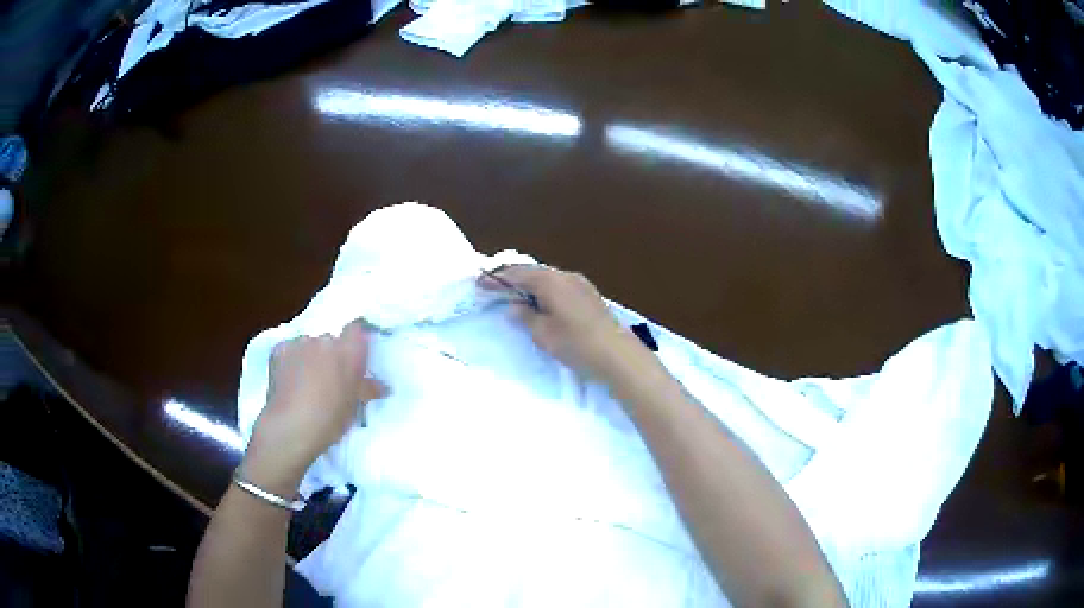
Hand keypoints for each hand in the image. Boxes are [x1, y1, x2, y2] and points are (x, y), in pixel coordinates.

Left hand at [243, 319, 386, 495]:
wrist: (291, 426)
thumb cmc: (330, 418)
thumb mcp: (354, 406)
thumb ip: (368, 389)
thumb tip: (384, 386)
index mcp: (348, 351)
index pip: (356, 329)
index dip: (354, 341)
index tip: (353, 360)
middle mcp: (325, 339)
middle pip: (330, 340)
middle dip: (329, 355)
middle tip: (328, 379)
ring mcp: (300, 342)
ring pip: (308, 344)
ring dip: (309, 357)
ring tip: (304, 381)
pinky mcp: (279, 349)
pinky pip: (289, 350)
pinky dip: (290, 360)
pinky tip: (288, 380)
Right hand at [483, 265, 645, 383]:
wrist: (618, 355)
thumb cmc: (576, 344)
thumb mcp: (543, 334)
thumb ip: (525, 316)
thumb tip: (513, 306)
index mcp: (549, 281)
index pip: (517, 274)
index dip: (496, 278)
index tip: (479, 283)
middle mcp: (565, 275)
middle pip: (533, 271)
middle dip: (512, 277)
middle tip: (493, 285)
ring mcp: (580, 283)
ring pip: (547, 277)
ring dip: (529, 282)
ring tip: (513, 292)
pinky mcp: (589, 294)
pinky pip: (559, 284)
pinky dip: (544, 288)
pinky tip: (540, 300)